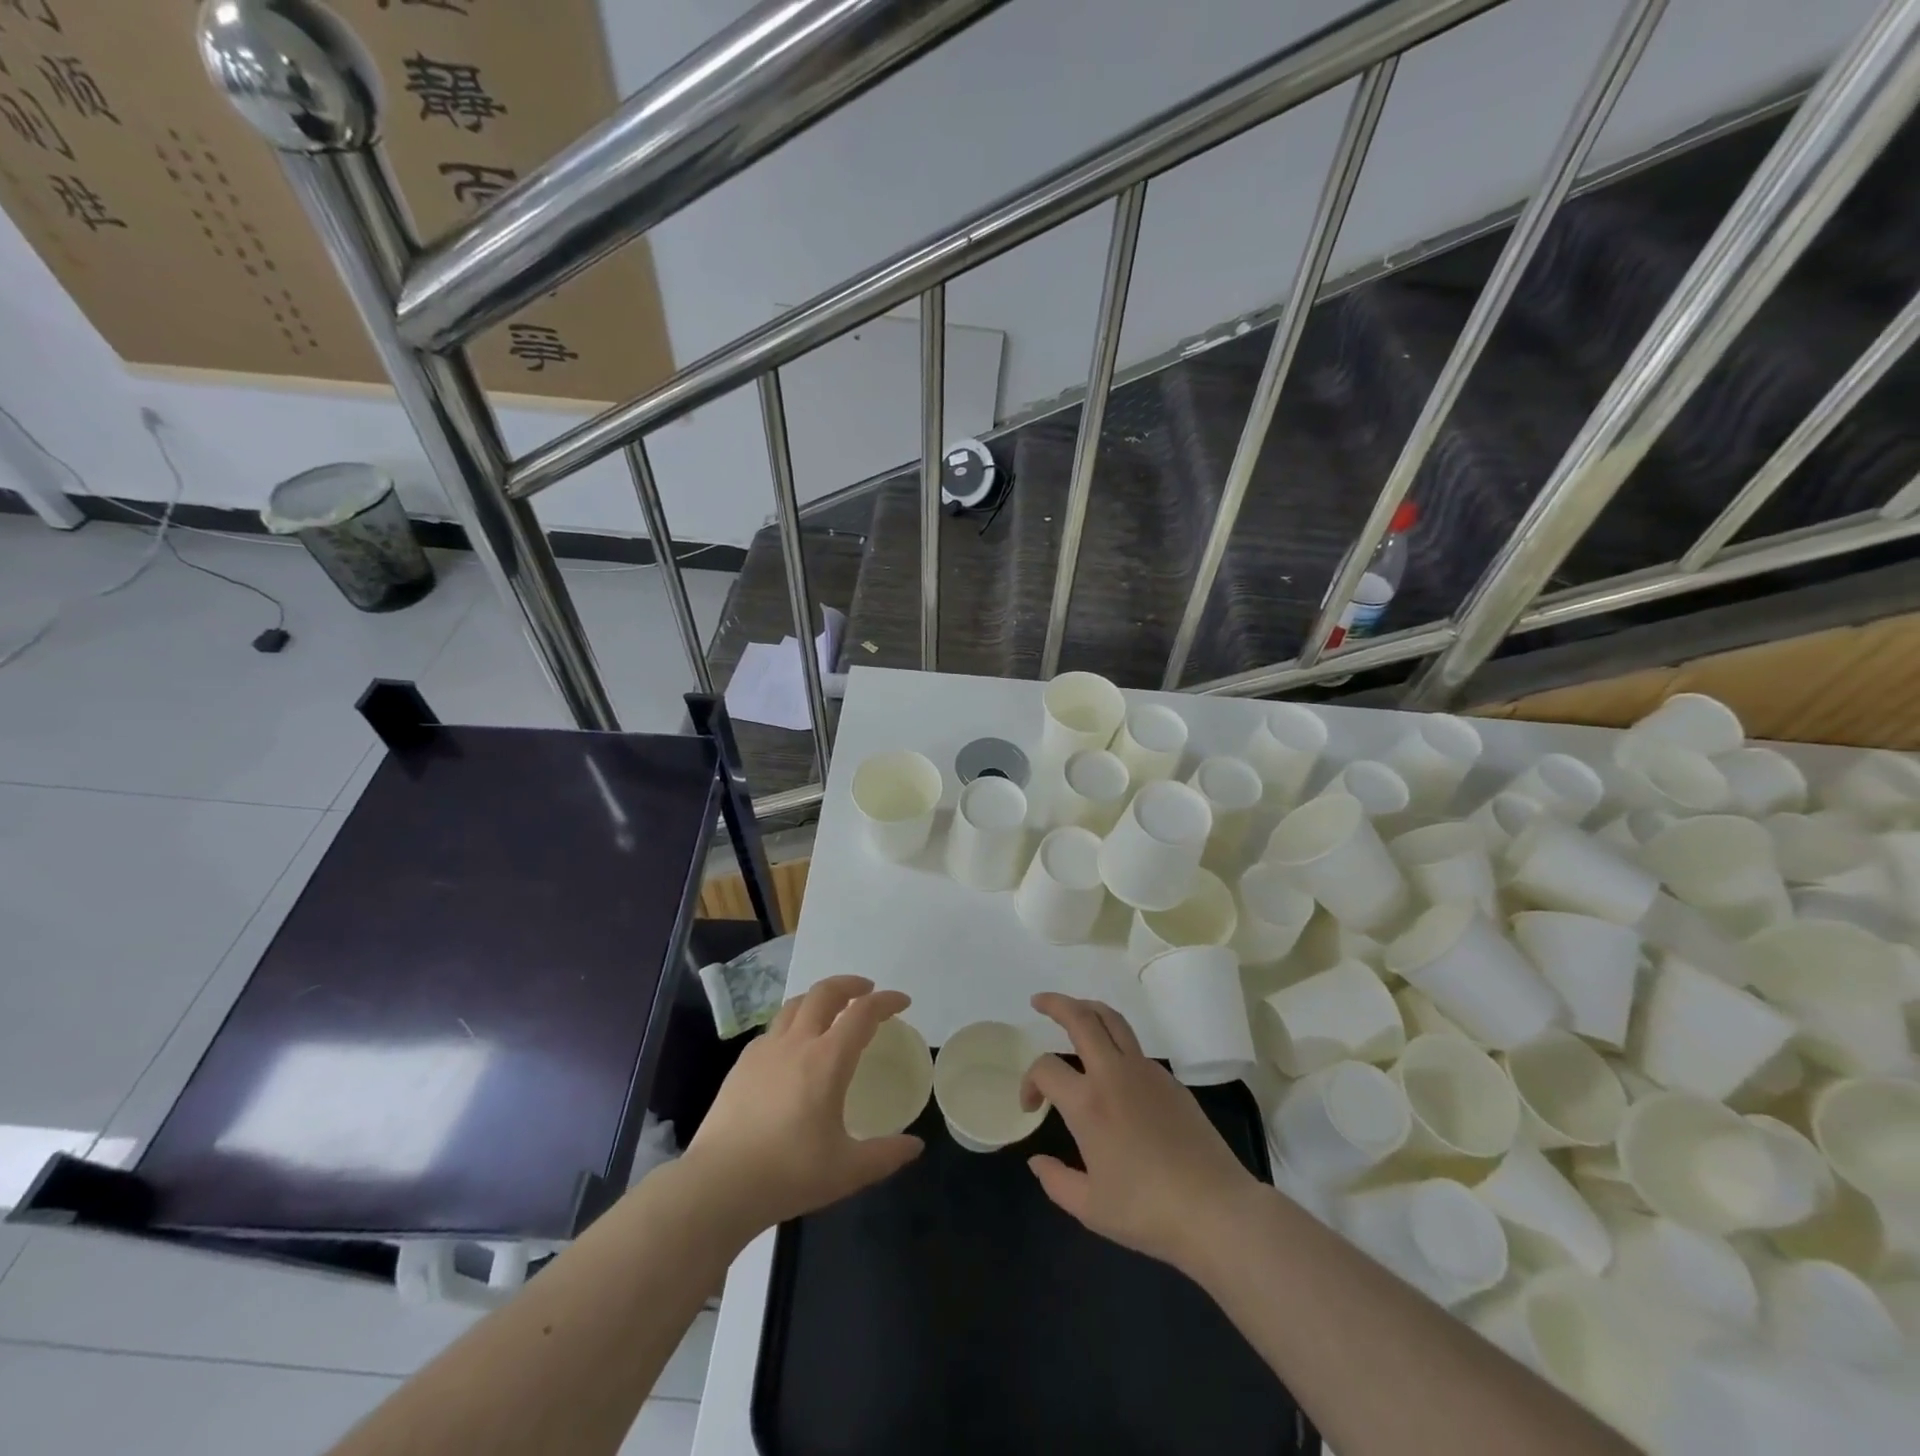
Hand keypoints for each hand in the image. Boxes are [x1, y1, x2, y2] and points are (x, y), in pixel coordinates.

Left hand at [681, 975, 923, 1241]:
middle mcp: (797, 1043)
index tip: (902, 1002)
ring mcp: (765, 1050)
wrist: (719, 1185)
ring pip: (795, 1004)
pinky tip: (792, 1047)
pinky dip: (792, 1023)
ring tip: (830, 1010)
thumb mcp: (847, 1171)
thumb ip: (885, 1155)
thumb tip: (915, 1145)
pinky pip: (773, 1029)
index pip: (863, 1013)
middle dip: (850, 984)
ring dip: (818, 998)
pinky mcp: (742, 1065)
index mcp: (828, 1060)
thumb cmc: (789, 1173)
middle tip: (866, 991)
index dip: (886, 1001)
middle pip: (825, 992)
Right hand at [1022, 992, 1260, 1274]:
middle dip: (1056, 1004)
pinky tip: (1113, 1069)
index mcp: (1088, 1102)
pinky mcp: (1170, 1080)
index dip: (1029, 1081)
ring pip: (1112, 1020)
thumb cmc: (1147, 1211)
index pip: (1045, 1067)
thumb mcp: (1090, 1208)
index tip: (1031, 1106)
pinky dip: (1115, 1043)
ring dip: (1088, 1010)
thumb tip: (1037, 1160)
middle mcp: (1113, 1074)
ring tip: (1074, 1013)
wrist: (1215, 1209)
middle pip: (1081, 1018)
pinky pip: (1135, 1049)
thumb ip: (1055, 1181)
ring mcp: (1146, 1072)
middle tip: (1039, 1002)